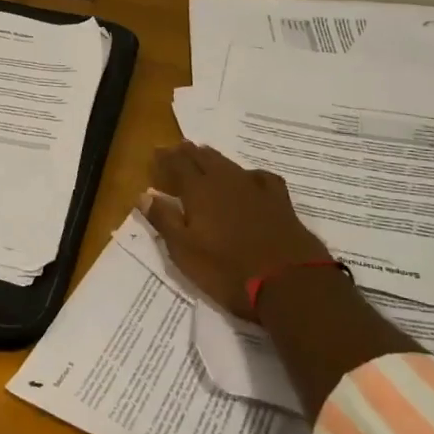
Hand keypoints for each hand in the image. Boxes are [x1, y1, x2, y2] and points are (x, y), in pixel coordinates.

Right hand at [139, 143, 332, 320]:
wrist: (289, 283)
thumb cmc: (227, 271)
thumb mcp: (185, 251)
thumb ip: (164, 220)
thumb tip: (144, 194)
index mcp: (199, 190)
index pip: (178, 163)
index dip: (165, 157)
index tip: (156, 153)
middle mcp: (226, 180)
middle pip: (203, 157)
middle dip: (187, 152)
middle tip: (176, 150)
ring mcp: (255, 188)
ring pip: (229, 163)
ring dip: (212, 158)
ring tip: (203, 156)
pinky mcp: (279, 200)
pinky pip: (260, 177)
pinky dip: (249, 174)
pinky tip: (249, 179)